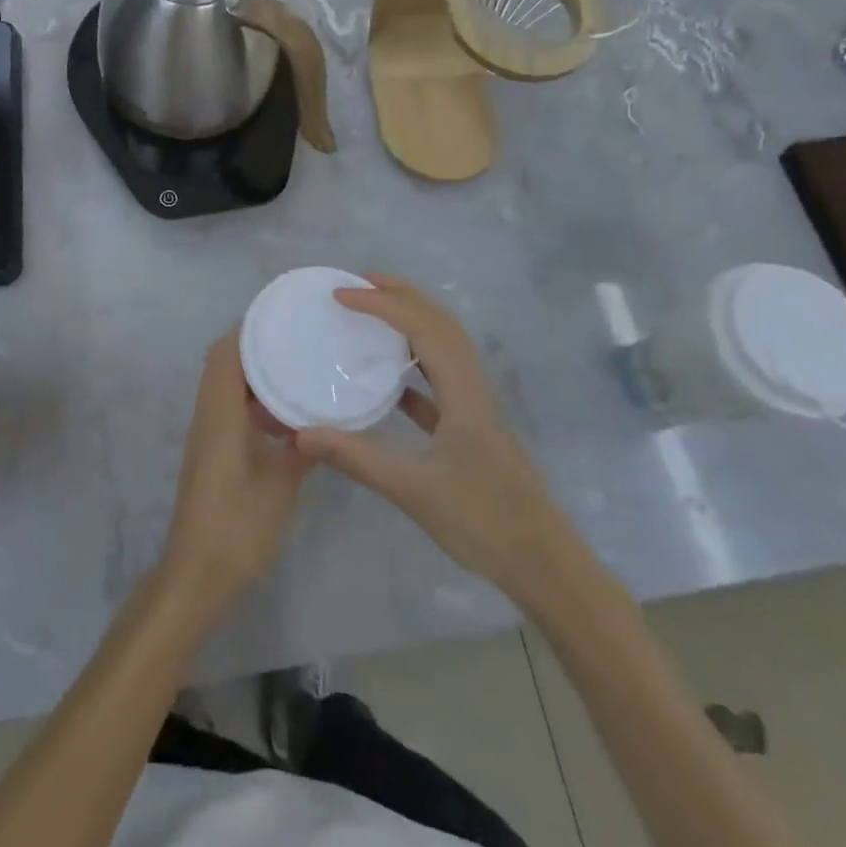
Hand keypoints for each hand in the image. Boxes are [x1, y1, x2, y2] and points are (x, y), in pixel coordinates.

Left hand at [162, 332, 314, 612]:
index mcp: (219, 414)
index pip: (225, 354)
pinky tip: (287, 417)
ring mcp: (207, 435)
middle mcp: (207, 415)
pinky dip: (253, 401)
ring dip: (254, 375)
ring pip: (226, 387)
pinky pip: (230, 409)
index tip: (282, 318)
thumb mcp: (279, 486)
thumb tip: (327, 422)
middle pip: (224, 365)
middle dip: (255, 347)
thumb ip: (303, 449)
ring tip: (297, 369)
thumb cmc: (236, 527)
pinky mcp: (212, 453)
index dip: (248, 330)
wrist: (196, 574)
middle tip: (296, 341)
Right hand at [293, 275, 575, 604]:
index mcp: (462, 391)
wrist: (543, 564)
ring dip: (411, 321)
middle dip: (401, 295)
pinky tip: (391, 380)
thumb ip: (357, 458)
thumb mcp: (414, 490)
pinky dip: (415, 363)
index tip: (340, 295)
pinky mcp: (472, 428)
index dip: (381, 304)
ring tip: (374, 313)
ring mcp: (475, 407)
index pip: (421, 327)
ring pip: (444, 346)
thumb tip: (302, 434)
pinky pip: (441, 378)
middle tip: (359, 282)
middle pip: (440, 323)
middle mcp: (472, 387)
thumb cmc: (483, 520)